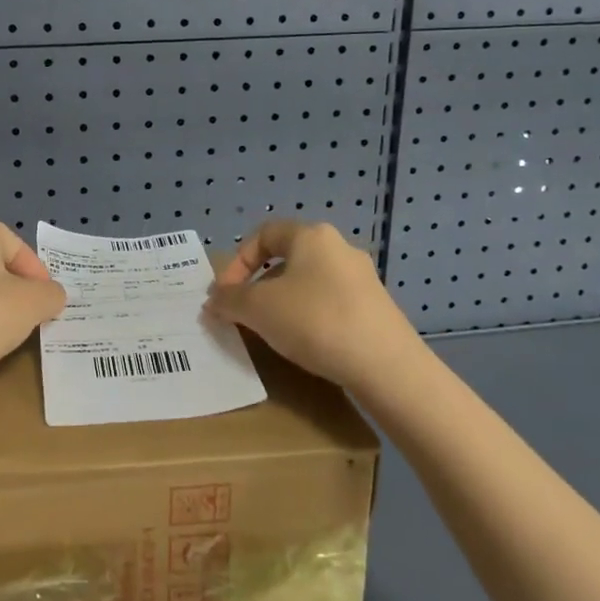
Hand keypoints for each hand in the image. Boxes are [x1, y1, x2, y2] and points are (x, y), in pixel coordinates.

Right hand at [204, 220, 422, 396]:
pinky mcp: (375, 308)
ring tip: (271, 332)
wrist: (386, 366)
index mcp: (311, 236)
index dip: (236, 262)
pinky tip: (305, 343)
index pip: (263, 234)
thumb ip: (230, 300)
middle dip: (258, 285)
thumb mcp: (259, 309)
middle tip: (244, 313)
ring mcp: (362, 278)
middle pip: (286, 258)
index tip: (225, 294)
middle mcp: (339, 248)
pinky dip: (309, 317)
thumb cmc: (315, 321)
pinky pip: (329, 303)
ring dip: (282, 302)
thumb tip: (213, 300)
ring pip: (308, 282)